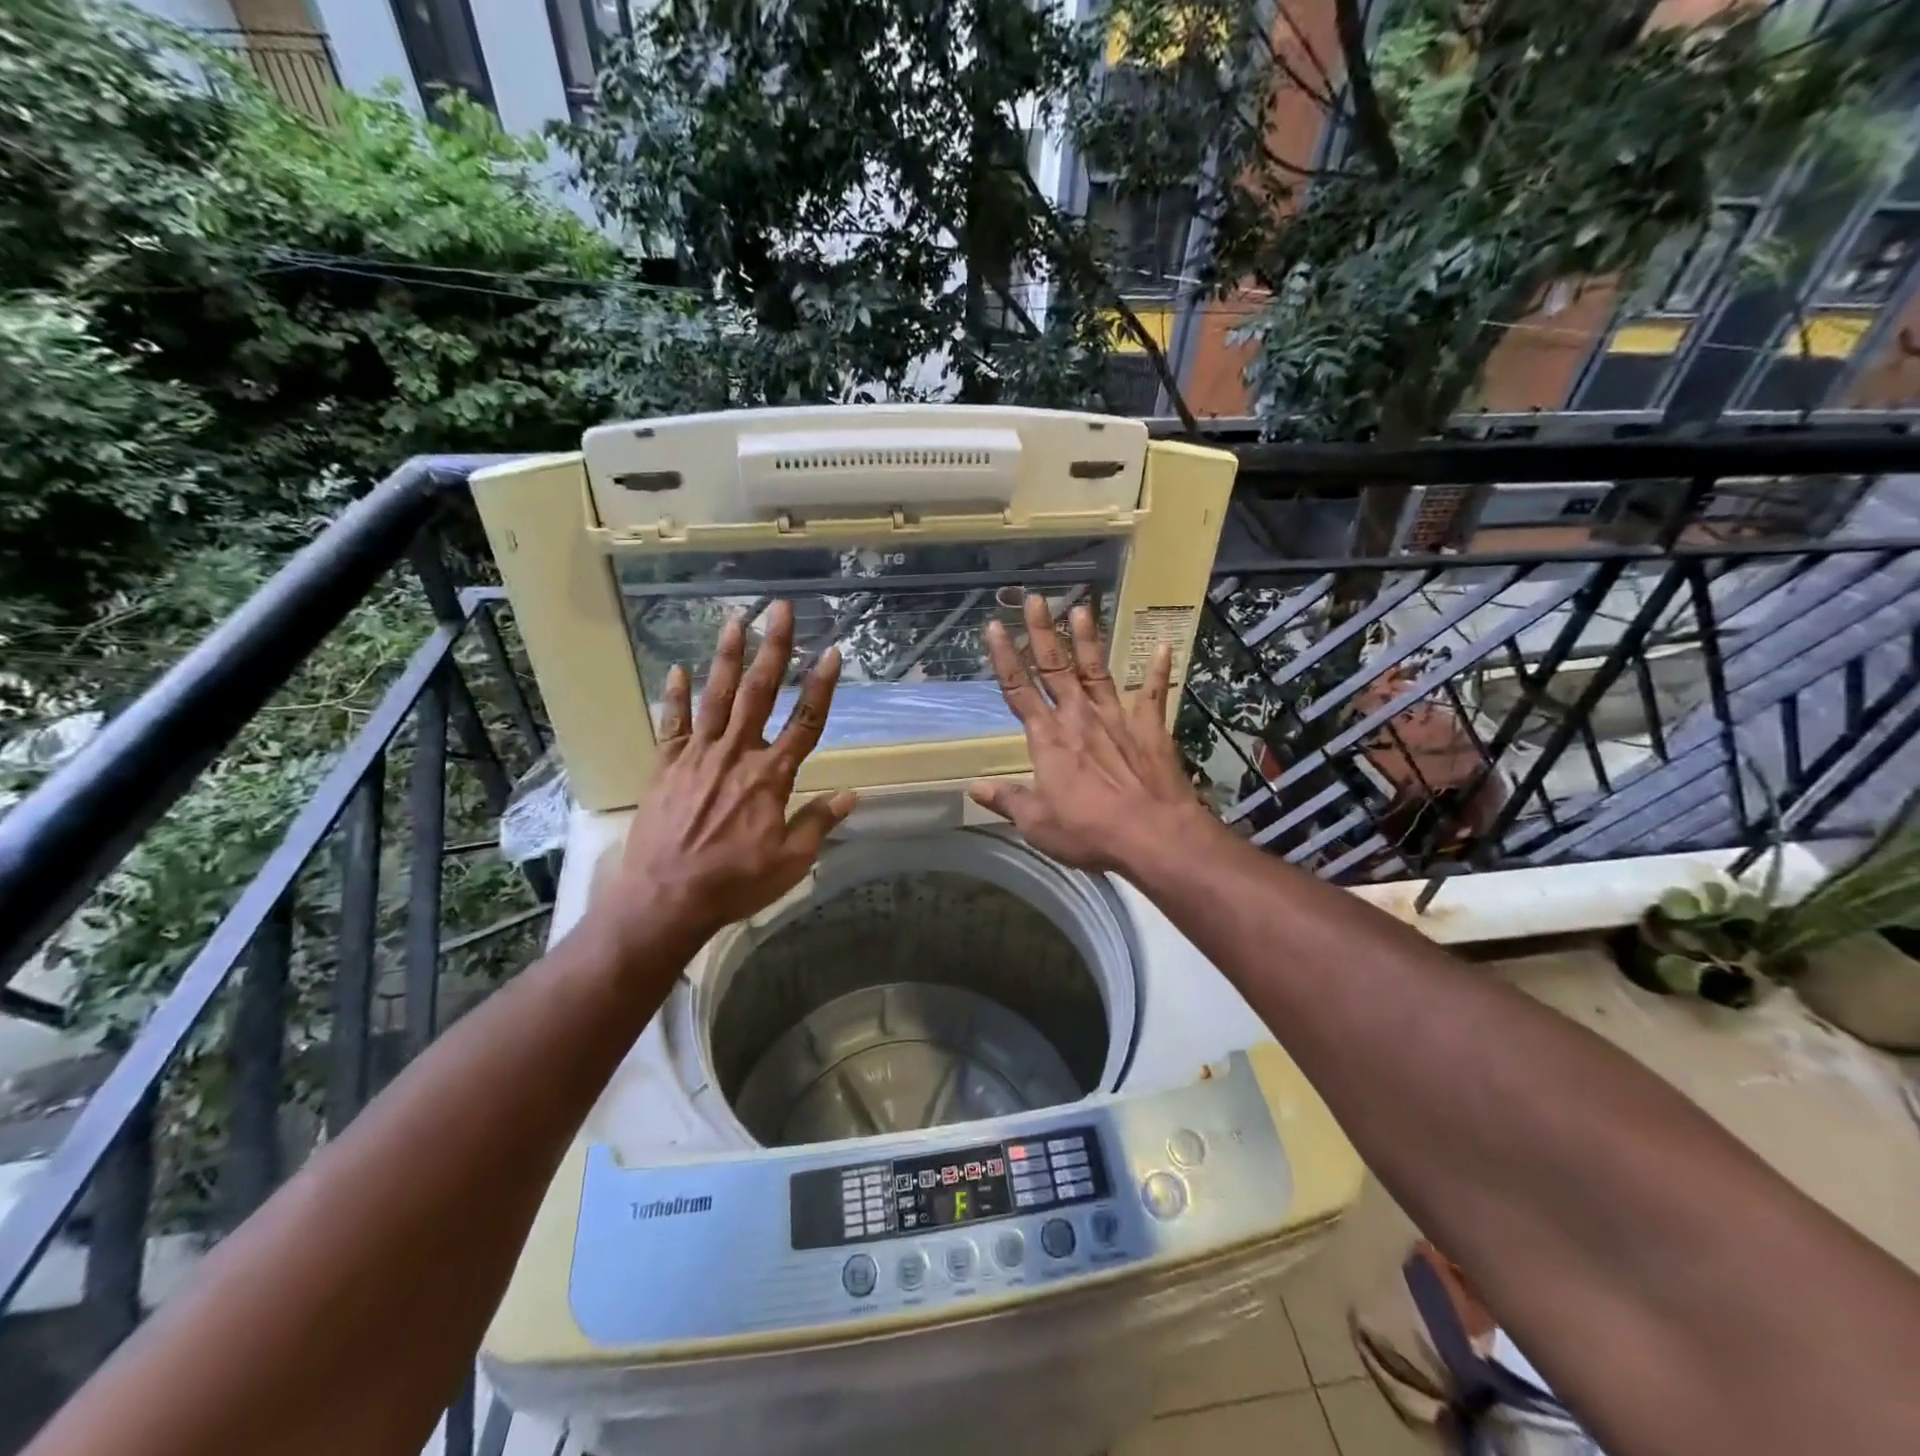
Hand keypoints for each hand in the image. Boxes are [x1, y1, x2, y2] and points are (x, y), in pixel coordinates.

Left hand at [610, 600, 856, 946]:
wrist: (665, 899)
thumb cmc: (734, 882)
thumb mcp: (790, 862)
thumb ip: (818, 823)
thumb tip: (850, 796)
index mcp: (771, 777)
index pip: (805, 723)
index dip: (821, 687)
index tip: (833, 652)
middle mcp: (736, 754)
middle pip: (759, 693)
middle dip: (774, 649)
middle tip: (780, 610)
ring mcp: (697, 756)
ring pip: (716, 697)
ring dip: (728, 657)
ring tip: (736, 620)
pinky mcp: (666, 766)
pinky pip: (672, 723)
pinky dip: (675, 695)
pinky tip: (677, 668)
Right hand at [968, 593, 1217, 876]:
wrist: (1153, 835)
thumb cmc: (1089, 832)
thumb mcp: (1038, 825)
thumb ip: (1008, 800)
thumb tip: (974, 788)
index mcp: (1048, 739)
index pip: (1018, 690)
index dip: (1004, 657)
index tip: (994, 627)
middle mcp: (1079, 718)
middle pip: (1055, 667)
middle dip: (1041, 632)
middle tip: (1034, 599)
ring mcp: (1117, 718)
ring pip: (1096, 670)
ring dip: (1087, 639)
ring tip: (1081, 607)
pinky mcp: (1150, 728)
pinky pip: (1153, 693)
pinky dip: (1158, 670)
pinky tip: (1164, 646)